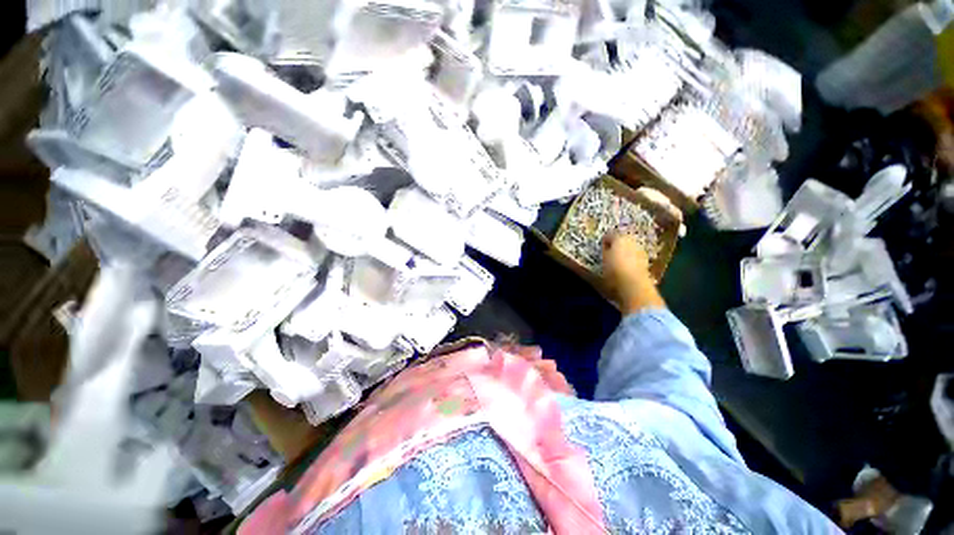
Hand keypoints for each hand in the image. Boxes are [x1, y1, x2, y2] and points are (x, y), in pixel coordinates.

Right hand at [602, 232, 663, 313]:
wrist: (633, 283)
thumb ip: (605, 250)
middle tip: (609, 252)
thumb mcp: (604, 259)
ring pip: (630, 247)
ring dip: (624, 251)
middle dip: (616, 244)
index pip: (609, 235)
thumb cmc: (614, 269)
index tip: (601, 246)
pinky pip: (635, 256)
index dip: (604, 240)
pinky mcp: (646, 259)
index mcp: (619, 238)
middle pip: (622, 239)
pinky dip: (630, 258)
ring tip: (617, 259)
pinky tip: (626, 266)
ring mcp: (640, 249)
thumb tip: (606, 246)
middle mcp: (632, 240)